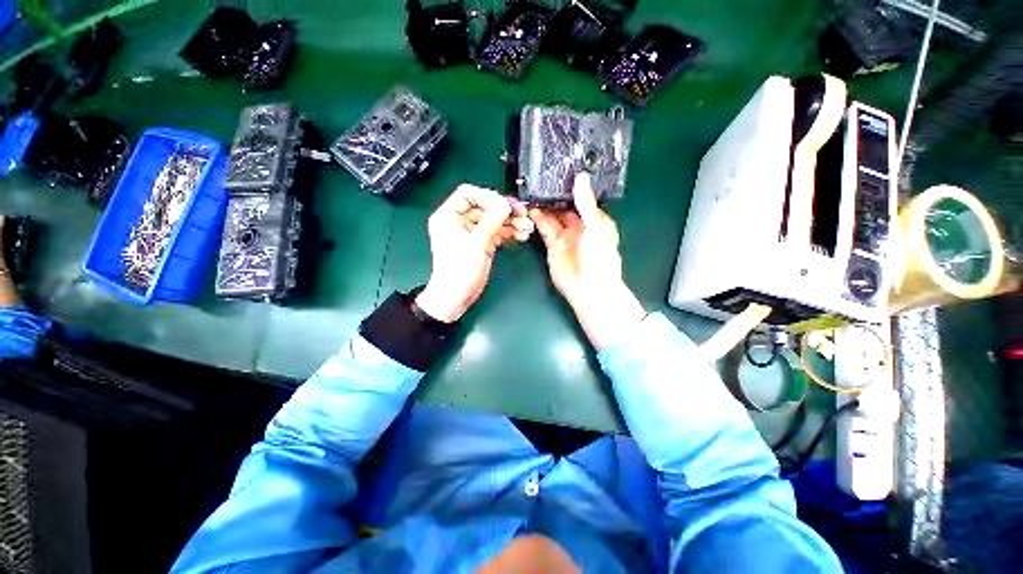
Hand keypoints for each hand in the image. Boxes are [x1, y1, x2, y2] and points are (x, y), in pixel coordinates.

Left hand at [414, 184, 533, 322]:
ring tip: (526, 227)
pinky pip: (497, 232)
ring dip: (511, 222)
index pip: (468, 194)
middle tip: (522, 213)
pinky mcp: (481, 243)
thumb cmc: (457, 272)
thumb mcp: (476, 243)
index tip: (504, 204)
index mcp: (448, 216)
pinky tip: (521, 234)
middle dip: (505, 211)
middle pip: (485, 207)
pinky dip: (509, 232)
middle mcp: (460, 221)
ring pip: (493, 220)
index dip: (488, 196)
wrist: (456, 297)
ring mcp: (472, 233)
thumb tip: (505, 204)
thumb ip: (492, 221)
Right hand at [530, 173, 644, 349]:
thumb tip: (581, 177)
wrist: (589, 289)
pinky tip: (531, 209)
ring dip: (543, 206)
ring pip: (552, 216)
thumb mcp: (596, 227)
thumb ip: (586, 203)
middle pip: (564, 206)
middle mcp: (579, 226)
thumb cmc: (600, 258)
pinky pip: (544, 229)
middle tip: (540, 181)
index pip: (582, 198)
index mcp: (594, 220)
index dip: (571, 187)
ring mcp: (565, 236)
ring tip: (532, 193)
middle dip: (553, 196)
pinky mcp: (552, 246)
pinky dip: (537, 219)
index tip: (560, 172)